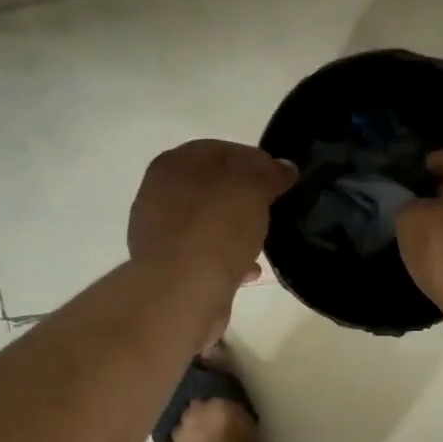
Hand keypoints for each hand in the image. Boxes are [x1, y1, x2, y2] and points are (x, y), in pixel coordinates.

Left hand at [128, 140, 296, 290]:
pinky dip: (226, 258)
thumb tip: (284, 167)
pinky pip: (204, 254)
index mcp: (174, 164)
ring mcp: (159, 233)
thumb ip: (270, 173)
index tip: (281, 179)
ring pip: (208, 223)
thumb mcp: (253, 188)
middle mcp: (158, 194)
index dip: (255, 161)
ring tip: (261, 243)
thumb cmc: (216, 226)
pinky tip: (248, 270)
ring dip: (235, 230)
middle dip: (243, 198)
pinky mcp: (167, 268)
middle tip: (272, 210)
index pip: (221, 151)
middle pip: (212, 188)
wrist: (182, 290)